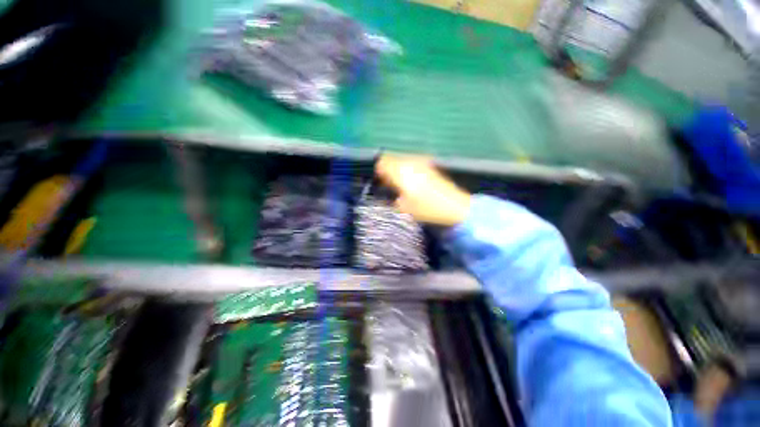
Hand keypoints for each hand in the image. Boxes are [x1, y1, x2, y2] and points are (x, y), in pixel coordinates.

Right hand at [375, 155, 470, 226]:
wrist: (454, 206)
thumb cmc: (427, 208)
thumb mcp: (404, 208)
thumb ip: (391, 197)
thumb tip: (387, 190)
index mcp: (401, 172)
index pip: (382, 163)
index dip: (379, 171)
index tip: (380, 182)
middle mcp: (410, 163)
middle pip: (392, 159)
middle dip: (388, 170)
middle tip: (389, 184)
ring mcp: (421, 162)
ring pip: (402, 160)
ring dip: (398, 169)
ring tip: (401, 184)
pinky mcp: (429, 165)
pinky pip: (412, 162)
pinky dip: (408, 169)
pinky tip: (412, 181)